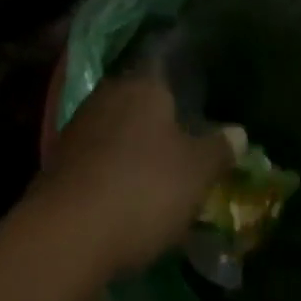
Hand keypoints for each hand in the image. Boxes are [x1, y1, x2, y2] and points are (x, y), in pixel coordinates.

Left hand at [33, 71, 245, 276]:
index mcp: (145, 83)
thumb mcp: (195, 173)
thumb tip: (240, 130)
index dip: (181, 94)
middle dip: (156, 123)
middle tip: (176, 153)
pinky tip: (118, 194)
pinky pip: (96, 153)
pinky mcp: (61, 153)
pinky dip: (108, 168)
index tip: (192, 116)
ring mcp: (83, 119)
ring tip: (149, 179)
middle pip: (140, 100)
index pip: (166, 73)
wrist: (70, 227)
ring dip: (130, 146)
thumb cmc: (144, 188)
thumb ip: (218, 149)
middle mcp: (112, 89)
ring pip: (116, 125)